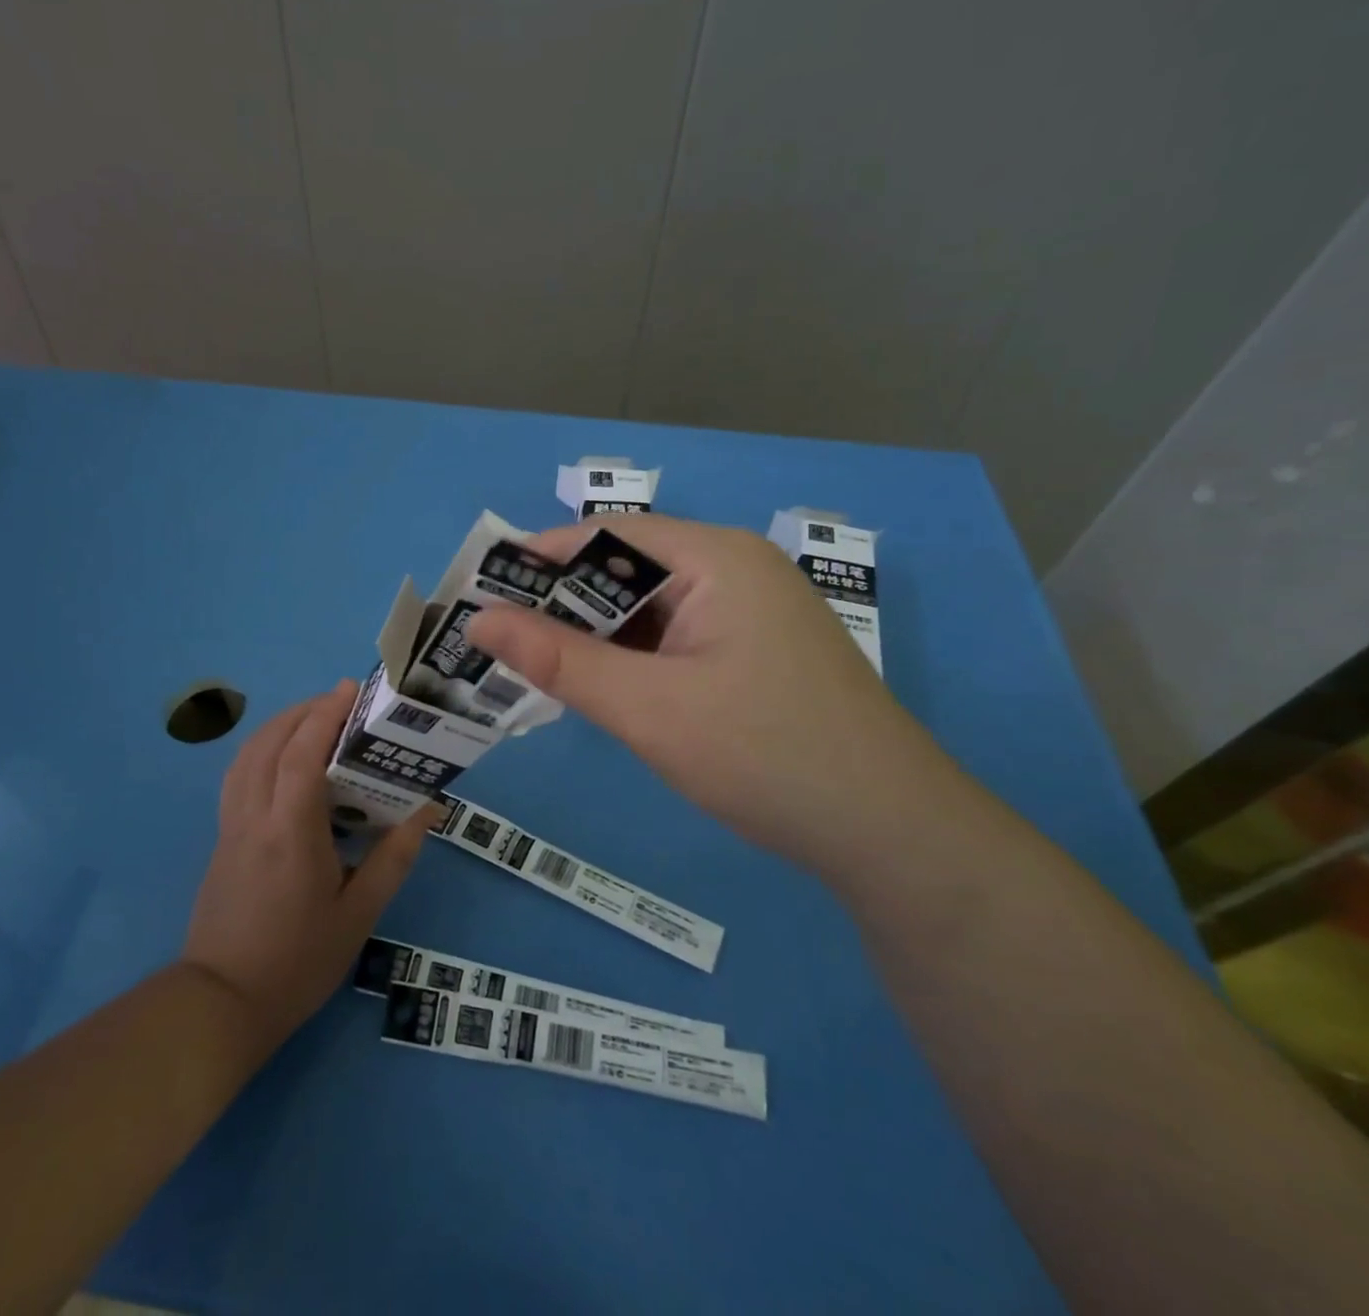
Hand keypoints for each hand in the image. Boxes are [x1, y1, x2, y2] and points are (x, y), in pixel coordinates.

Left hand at [181, 681, 433, 1050]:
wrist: (223, 1003)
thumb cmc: (298, 960)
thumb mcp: (359, 914)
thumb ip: (393, 858)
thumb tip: (428, 811)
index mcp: (290, 832)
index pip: (301, 755)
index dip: (324, 715)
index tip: (349, 690)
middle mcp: (254, 817)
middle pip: (268, 744)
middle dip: (302, 712)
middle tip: (338, 701)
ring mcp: (230, 827)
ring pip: (246, 756)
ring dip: (278, 727)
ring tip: (313, 721)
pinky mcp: (221, 839)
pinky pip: (238, 776)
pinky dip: (260, 751)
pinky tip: (282, 761)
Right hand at [465, 516, 964, 869]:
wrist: (889, 832)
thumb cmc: (764, 754)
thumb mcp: (647, 707)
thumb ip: (559, 660)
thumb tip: (479, 621)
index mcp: (716, 558)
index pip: (607, 536)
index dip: (540, 558)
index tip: (482, 591)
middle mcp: (735, 569)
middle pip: (629, 570)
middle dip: (564, 602)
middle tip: (499, 638)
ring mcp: (751, 612)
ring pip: (652, 608)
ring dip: (597, 634)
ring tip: (536, 663)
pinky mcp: (756, 651)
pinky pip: (677, 637)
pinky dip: (634, 656)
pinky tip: (601, 686)